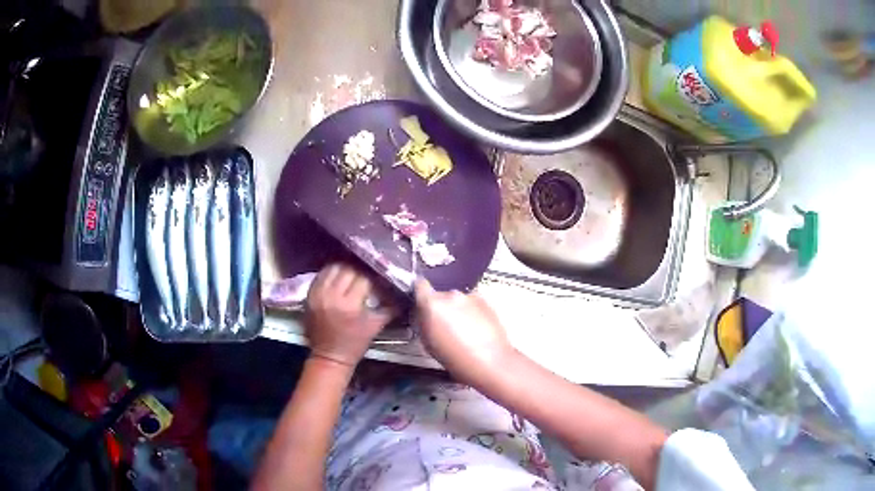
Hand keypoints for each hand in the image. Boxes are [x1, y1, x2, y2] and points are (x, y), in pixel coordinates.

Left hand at [305, 264, 391, 366]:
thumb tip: (402, 291)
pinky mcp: (309, 295)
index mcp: (350, 305)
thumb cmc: (355, 344)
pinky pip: (321, 275)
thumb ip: (390, 307)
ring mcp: (318, 294)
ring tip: (354, 270)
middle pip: (348, 269)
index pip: (364, 279)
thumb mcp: (376, 326)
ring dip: (345, 267)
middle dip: (360, 270)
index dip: (374, 277)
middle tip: (368, 272)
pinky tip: (340, 275)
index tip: (380, 277)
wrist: (329, 356)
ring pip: (333, 268)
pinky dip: (332, 272)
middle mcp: (332, 296)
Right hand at [414, 279, 514, 382]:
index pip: (420, 285)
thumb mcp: (427, 343)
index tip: (422, 300)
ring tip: (462, 330)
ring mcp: (470, 296)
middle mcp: (451, 295)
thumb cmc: (456, 358)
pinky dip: (471, 312)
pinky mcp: (486, 301)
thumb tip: (422, 314)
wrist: (489, 361)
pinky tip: (475, 329)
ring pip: (457, 300)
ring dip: (457, 310)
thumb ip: (423, 321)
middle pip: (440, 295)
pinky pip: (472, 303)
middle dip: (440, 307)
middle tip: (444, 325)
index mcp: (432, 303)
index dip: (420, 292)